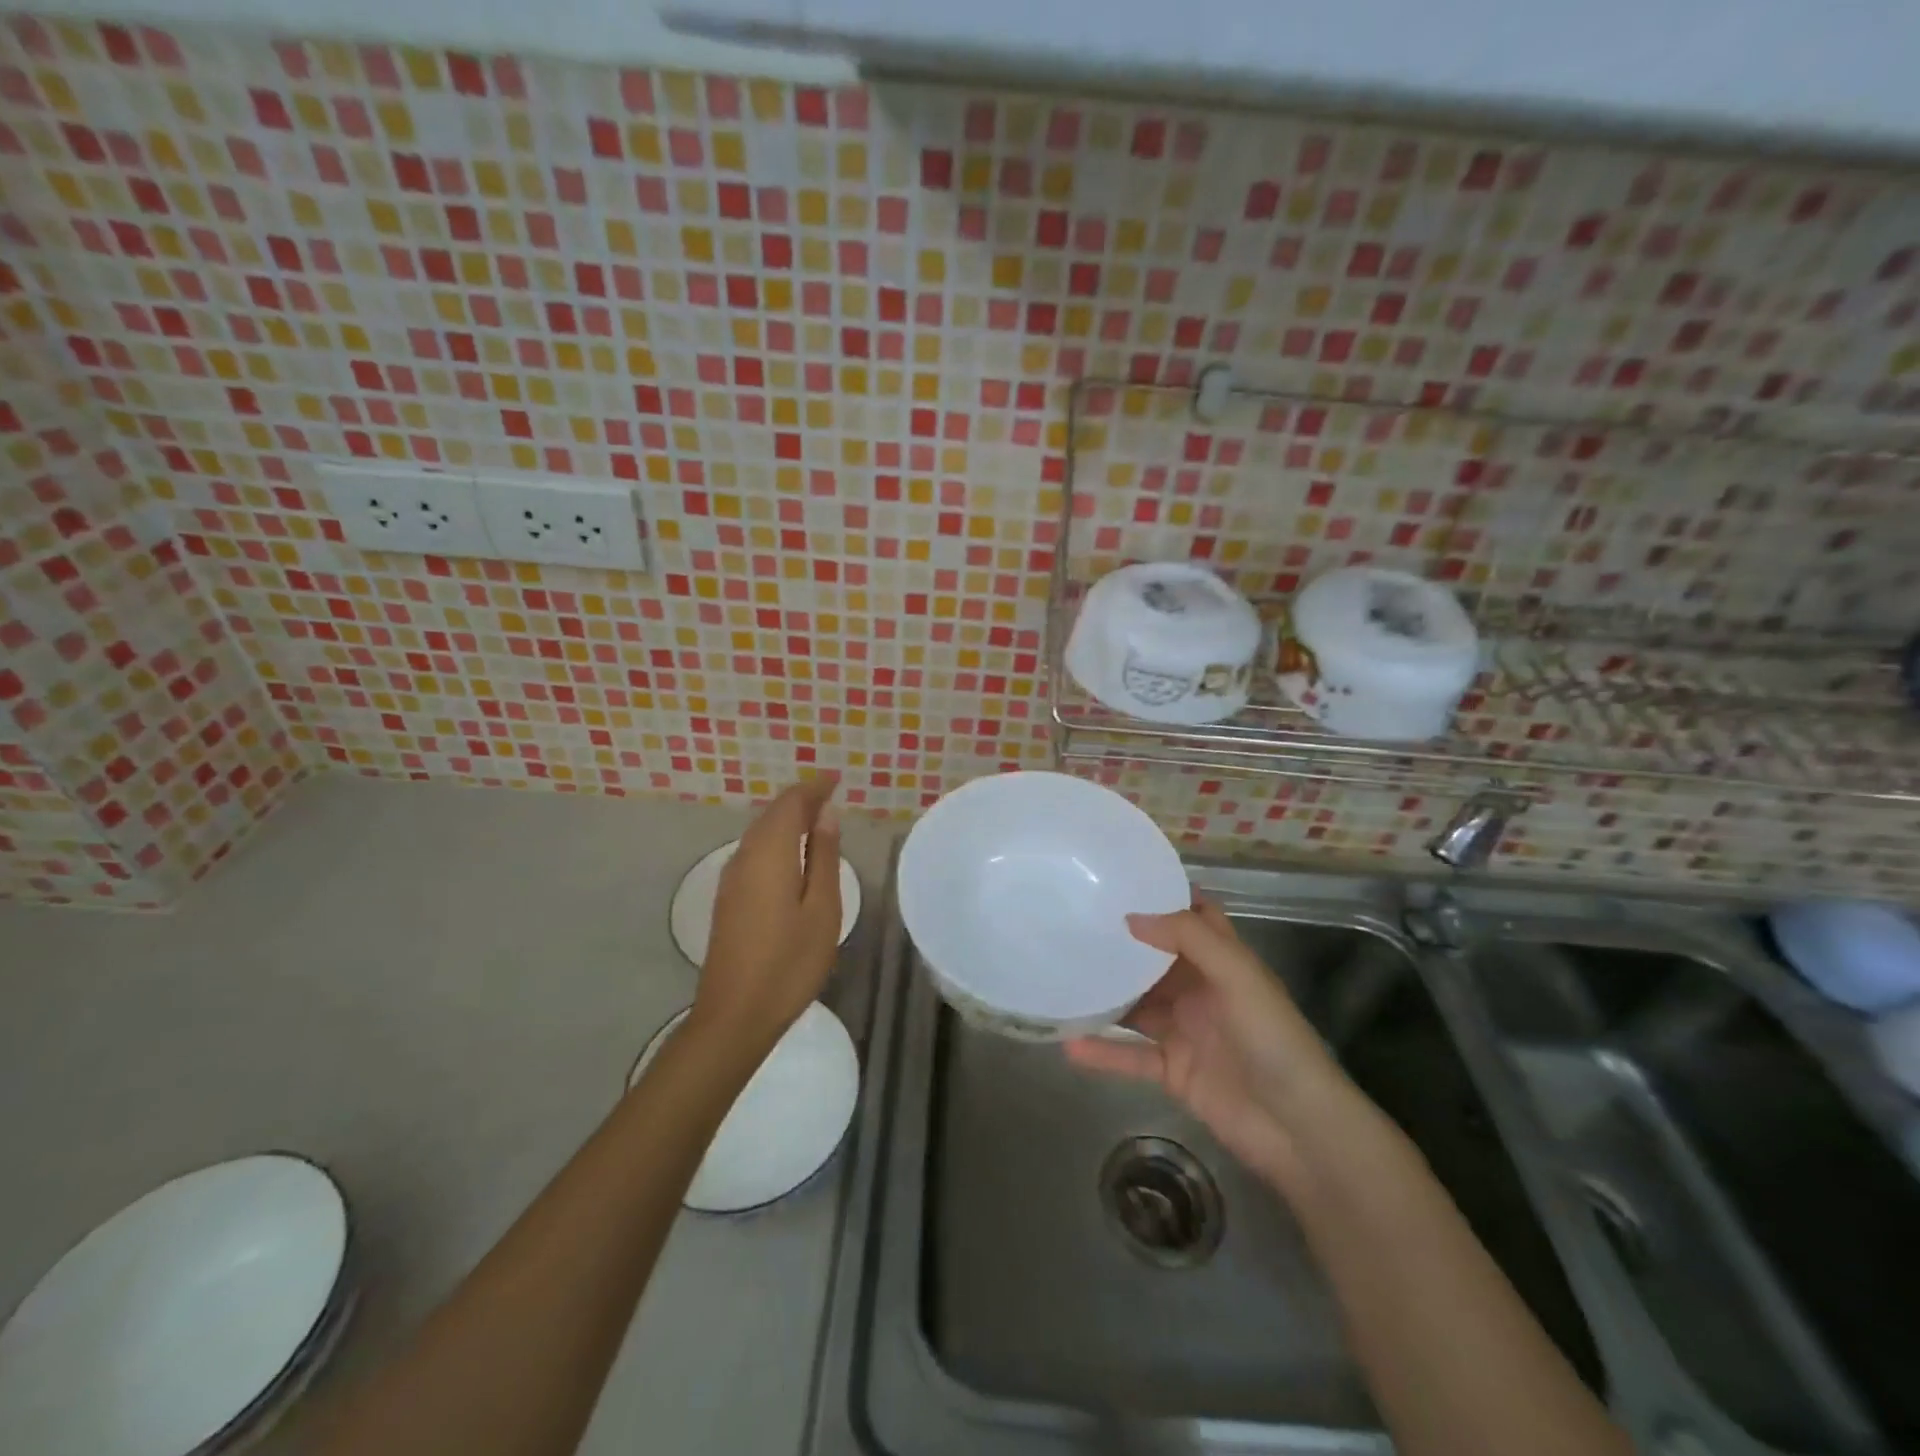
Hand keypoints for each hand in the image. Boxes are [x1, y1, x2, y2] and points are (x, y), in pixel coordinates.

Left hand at [690, 777, 842, 1050]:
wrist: (735, 1014)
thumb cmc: (790, 961)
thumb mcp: (822, 908)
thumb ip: (823, 856)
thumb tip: (824, 813)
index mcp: (769, 853)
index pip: (791, 803)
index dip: (814, 788)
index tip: (837, 779)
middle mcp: (744, 857)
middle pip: (772, 814)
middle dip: (801, 800)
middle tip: (831, 795)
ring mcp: (732, 879)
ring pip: (761, 833)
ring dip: (787, 820)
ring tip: (817, 819)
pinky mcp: (729, 898)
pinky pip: (754, 852)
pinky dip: (777, 840)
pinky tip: (792, 855)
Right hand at [1064, 897, 1349, 1190]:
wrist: (1297, 1128)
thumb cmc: (1272, 1039)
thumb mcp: (1237, 975)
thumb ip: (1188, 938)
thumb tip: (1132, 917)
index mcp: (1223, 962)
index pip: (1195, 918)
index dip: (1165, 897)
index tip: (1121, 879)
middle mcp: (1201, 990)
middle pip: (1155, 960)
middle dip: (1122, 943)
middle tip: (1074, 922)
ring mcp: (1185, 1031)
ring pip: (1137, 1005)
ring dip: (1106, 995)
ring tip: (1062, 975)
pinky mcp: (1173, 1071)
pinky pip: (1131, 1055)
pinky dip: (1103, 1052)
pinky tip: (1070, 1044)